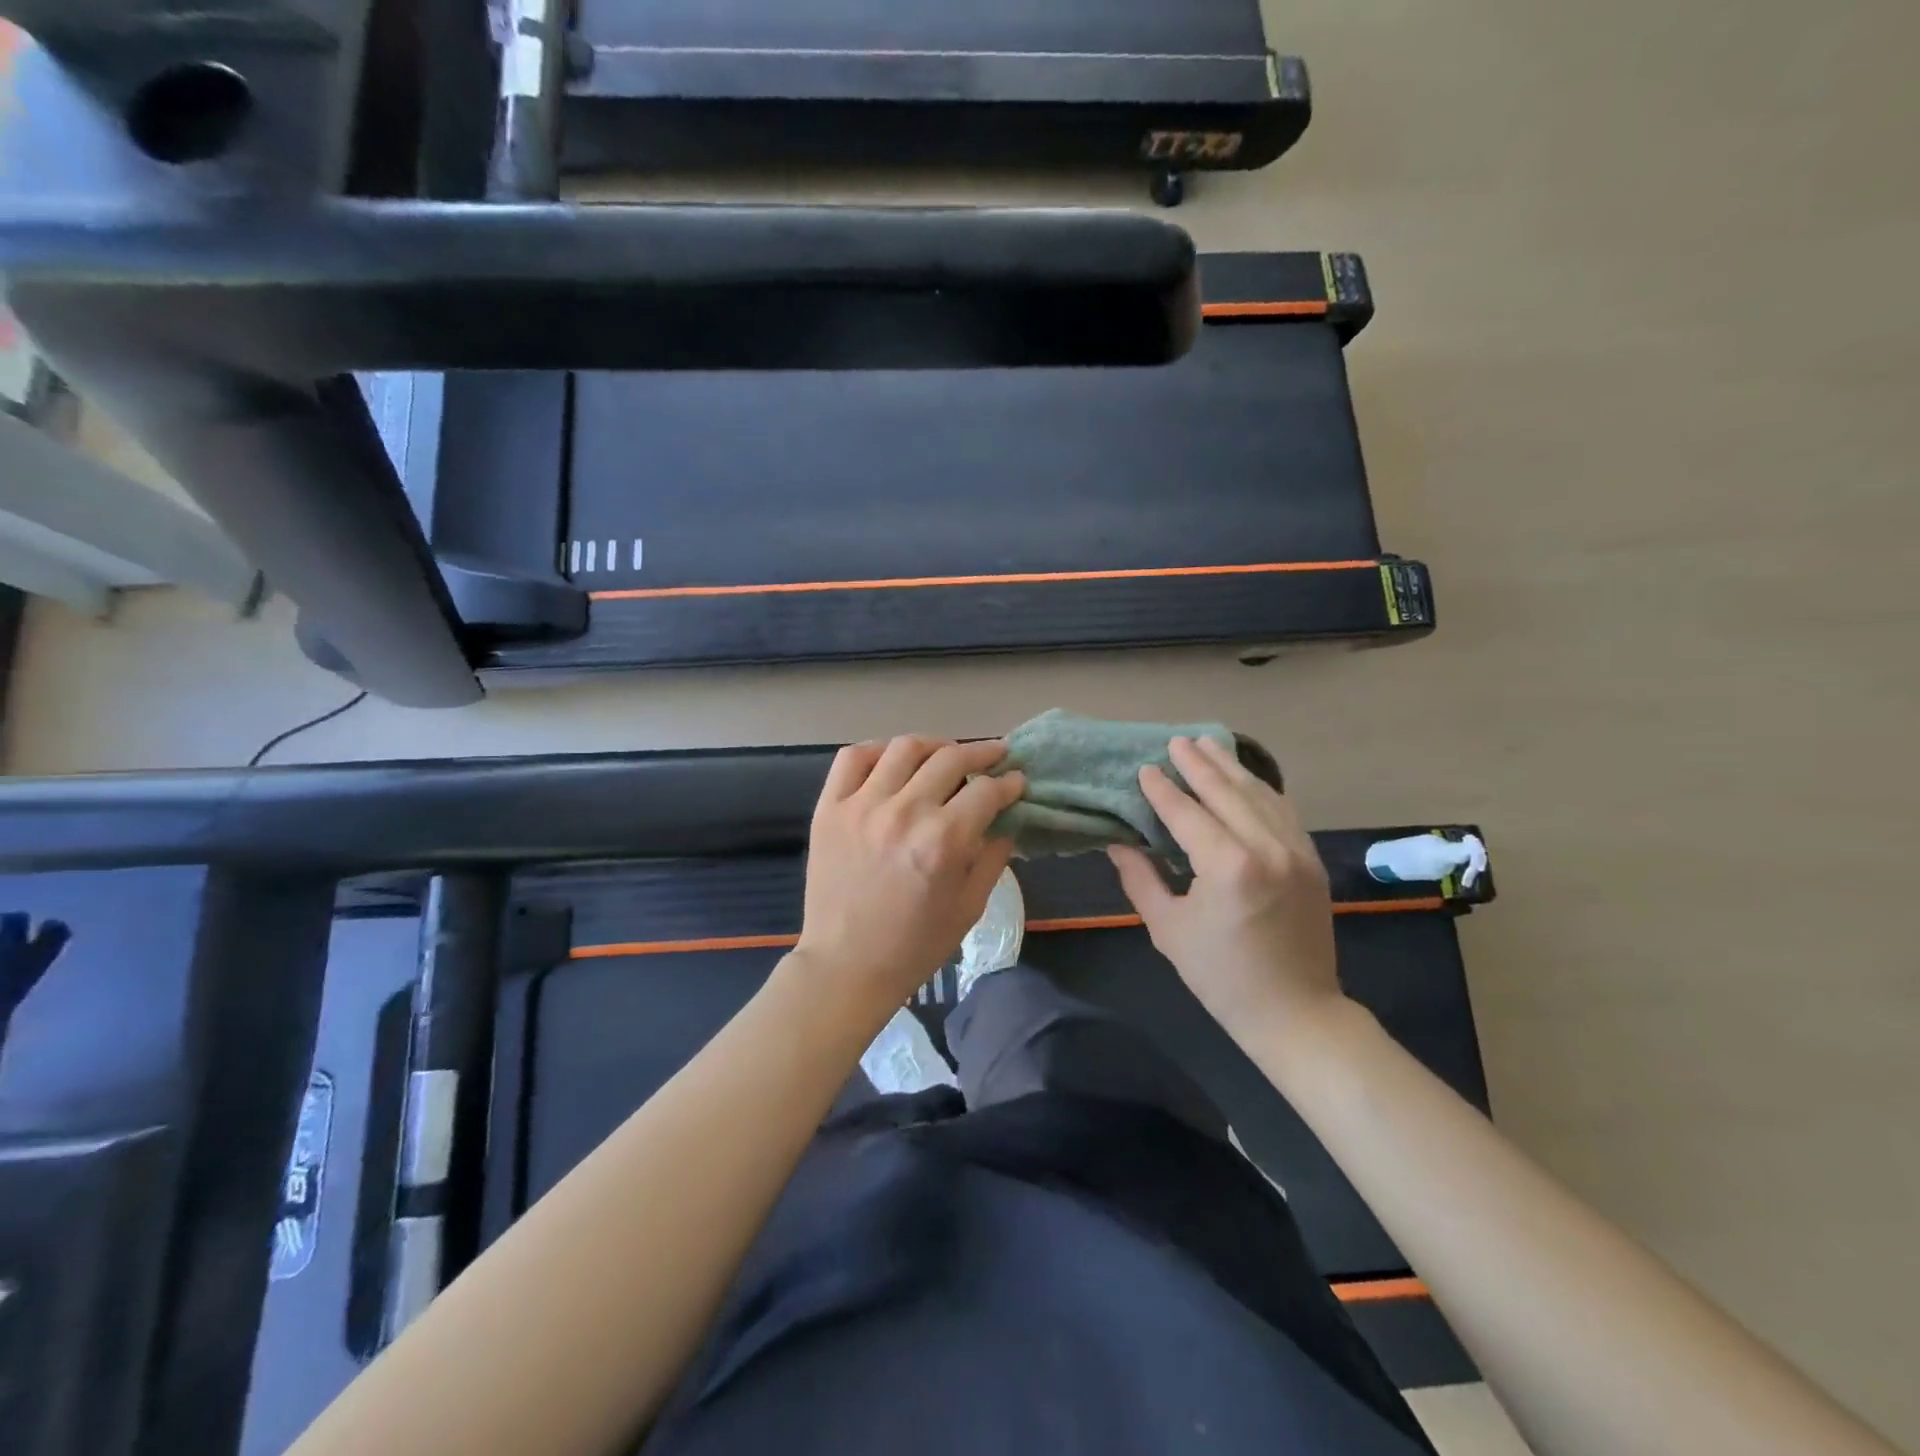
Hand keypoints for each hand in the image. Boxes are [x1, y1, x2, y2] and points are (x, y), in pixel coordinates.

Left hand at [795, 736, 1025, 1012]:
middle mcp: (905, 812)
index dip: (1009, 782)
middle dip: (982, 753)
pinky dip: (877, 750)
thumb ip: (993, 858)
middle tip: (993, 756)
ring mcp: (862, 806)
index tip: (1016, 781)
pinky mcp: (830, 808)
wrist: (846, 966)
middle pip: (951, 758)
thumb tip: (1006, 822)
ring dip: (934, 746)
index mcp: (944, 841)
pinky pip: (852, 758)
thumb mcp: (969, 908)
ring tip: (946, 754)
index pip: (986, 791)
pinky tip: (893, 761)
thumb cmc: (915, 946)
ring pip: (904, 748)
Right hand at [1108, 735, 1341, 1044]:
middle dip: (1199, 764)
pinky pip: (1283, 812)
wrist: (1295, 1012)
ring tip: (1208, 744)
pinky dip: (1261, 790)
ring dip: (1231, 768)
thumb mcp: (1169, 929)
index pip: (1188, 813)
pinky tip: (1245, 779)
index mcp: (1228, 866)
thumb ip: (1141, 879)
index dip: (1163, 790)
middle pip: (1227, 792)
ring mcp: (1296, 851)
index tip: (1145, 768)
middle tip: (1176, 741)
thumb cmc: (1221, 976)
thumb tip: (1119, 844)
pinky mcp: (1311, 861)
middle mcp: (1267, 848)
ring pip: (1260, 795)